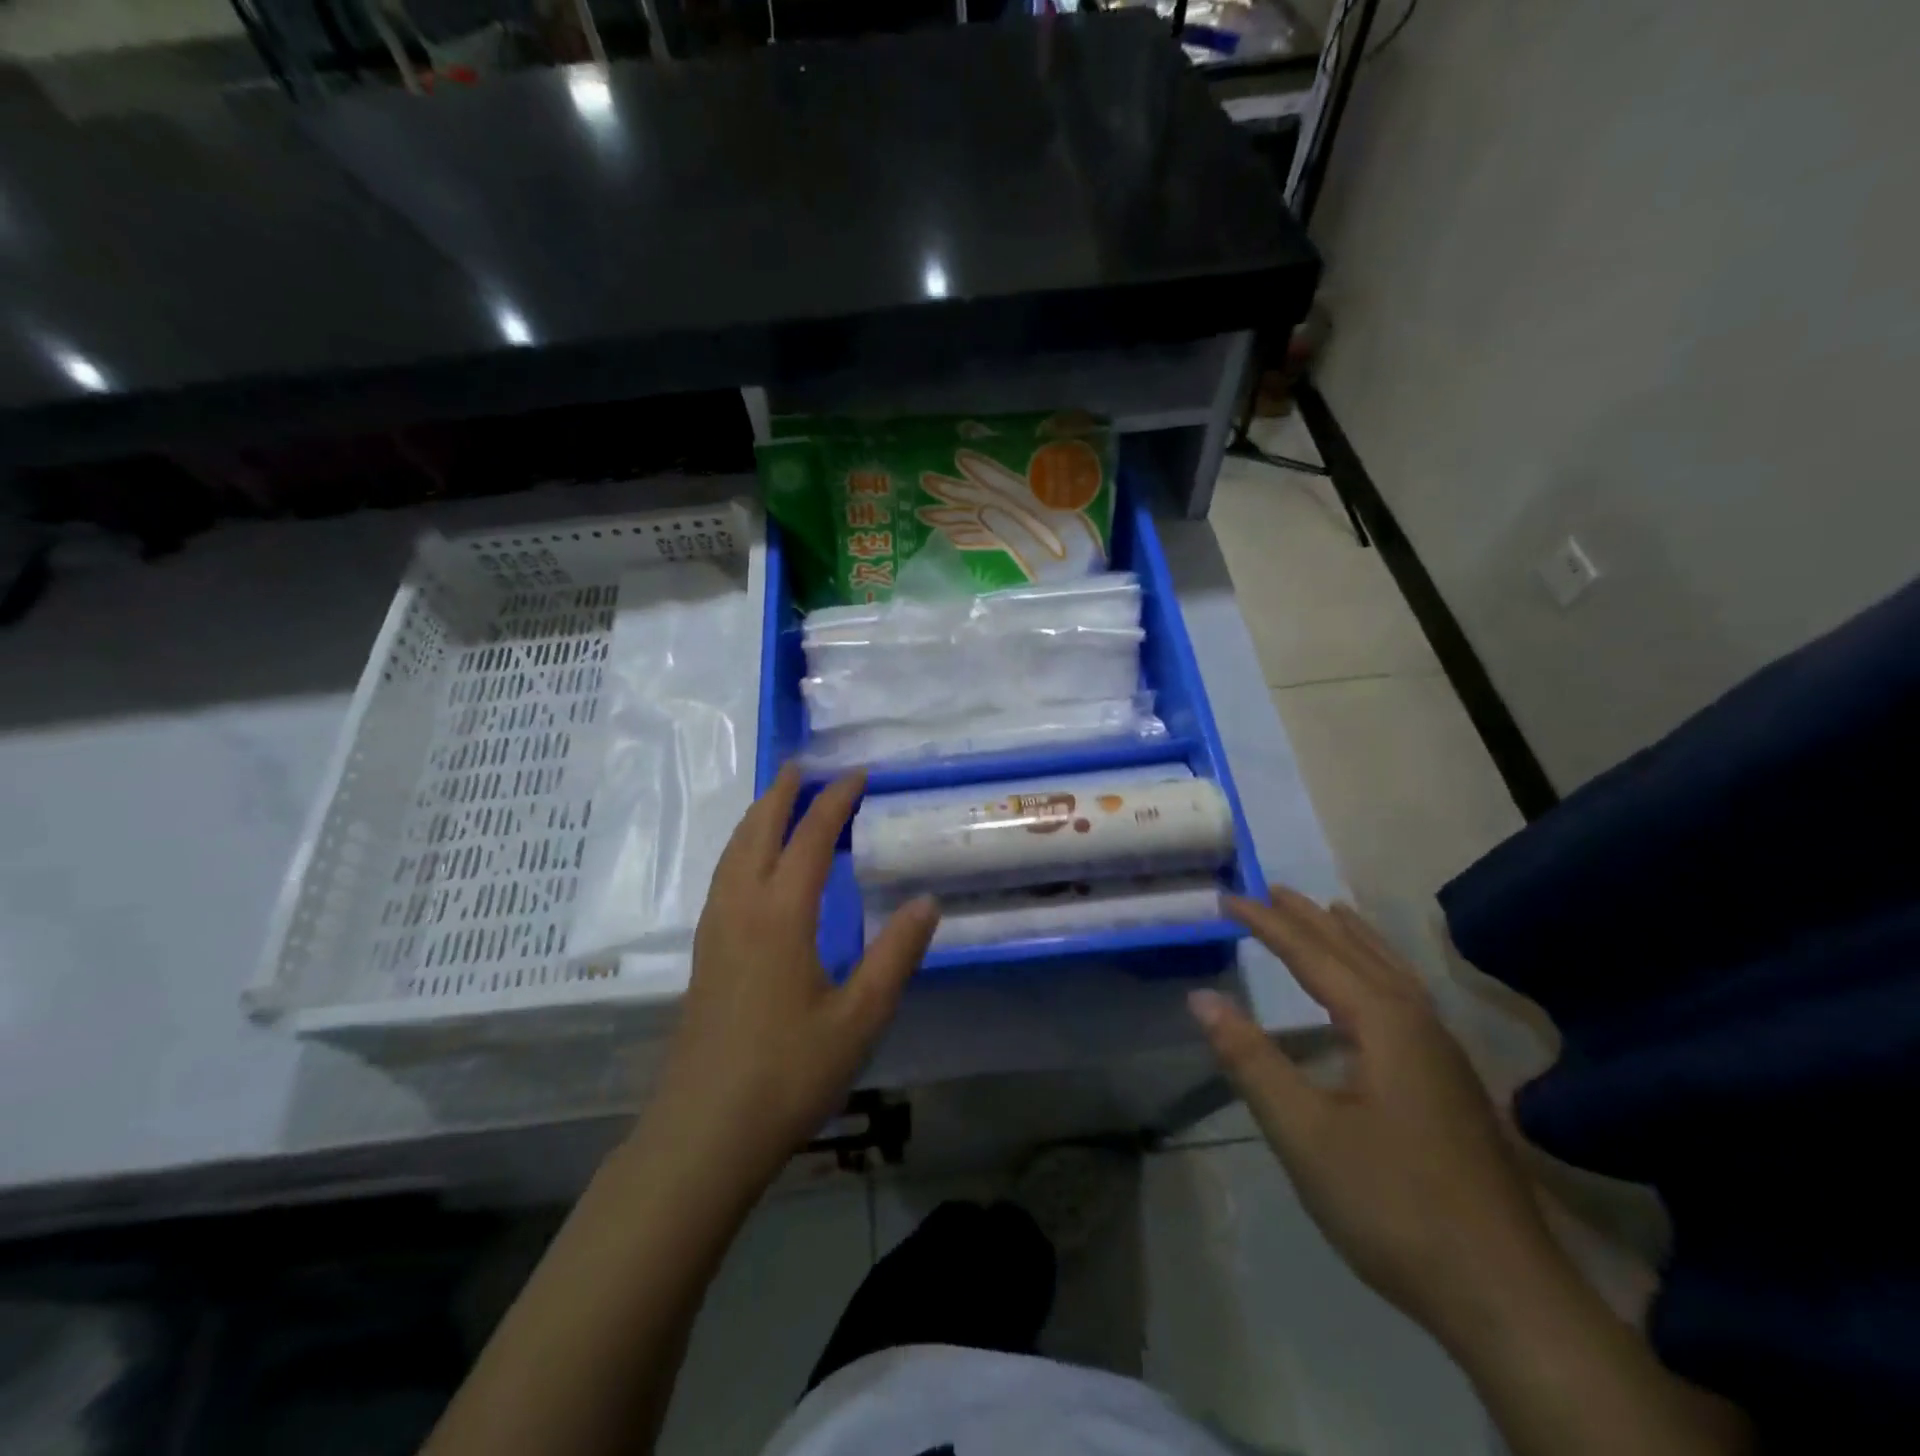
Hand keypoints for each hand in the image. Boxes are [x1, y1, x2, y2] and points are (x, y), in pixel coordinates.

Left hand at [638, 765, 938, 1207]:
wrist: (704, 1132)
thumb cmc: (789, 1074)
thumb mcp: (859, 1018)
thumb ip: (895, 955)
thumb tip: (927, 900)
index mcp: (780, 915)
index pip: (809, 839)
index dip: (834, 802)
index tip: (857, 774)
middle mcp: (741, 908)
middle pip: (757, 831)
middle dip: (782, 792)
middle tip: (805, 765)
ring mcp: (715, 930)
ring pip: (733, 852)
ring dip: (757, 816)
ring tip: (779, 799)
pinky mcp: (704, 953)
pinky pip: (723, 876)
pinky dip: (742, 847)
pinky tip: (753, 864)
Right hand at [1190, 886, 1561, 1348]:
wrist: (1506, 1296)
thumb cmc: (1393, 1204)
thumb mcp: (1304, 1132)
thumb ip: (1251, 1060)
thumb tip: (1201, 998)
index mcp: (1384, 1023)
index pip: (1313, 955)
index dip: (1267, 924)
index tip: (1226, 898)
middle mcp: (1418, 1023)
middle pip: (1356, 952)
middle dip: (1309, 919)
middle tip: (1270, 889)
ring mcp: (1443, 1054)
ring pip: (1391, 972)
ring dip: (1351, 938)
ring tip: (1328, 912)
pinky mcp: (1451, 1083)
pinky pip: (1406, 997)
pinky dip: (1379, 969)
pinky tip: (1375, 990)